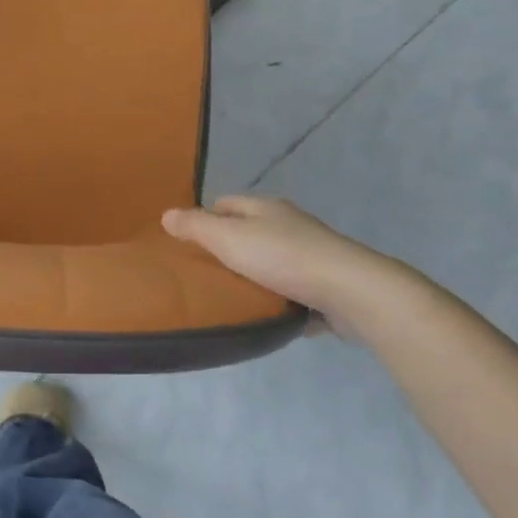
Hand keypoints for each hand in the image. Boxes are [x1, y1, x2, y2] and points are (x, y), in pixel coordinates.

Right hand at [161, 196, 413, 338]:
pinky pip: (293, 289)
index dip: (205, 218)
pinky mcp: (327, 284)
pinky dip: (279, 298)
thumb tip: (166, 214)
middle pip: (248, 232)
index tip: (186, 243)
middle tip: (202, 273)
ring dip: (254, 275)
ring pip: (271, 261)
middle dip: (227, 249)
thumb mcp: (228, 239)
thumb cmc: (283, 258)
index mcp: (265, 208)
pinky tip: (265, 314)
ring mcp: (311, 254)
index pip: (225, 203)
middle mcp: (289, 225)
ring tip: (229, 297)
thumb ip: (196, 227)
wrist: (351, 292)